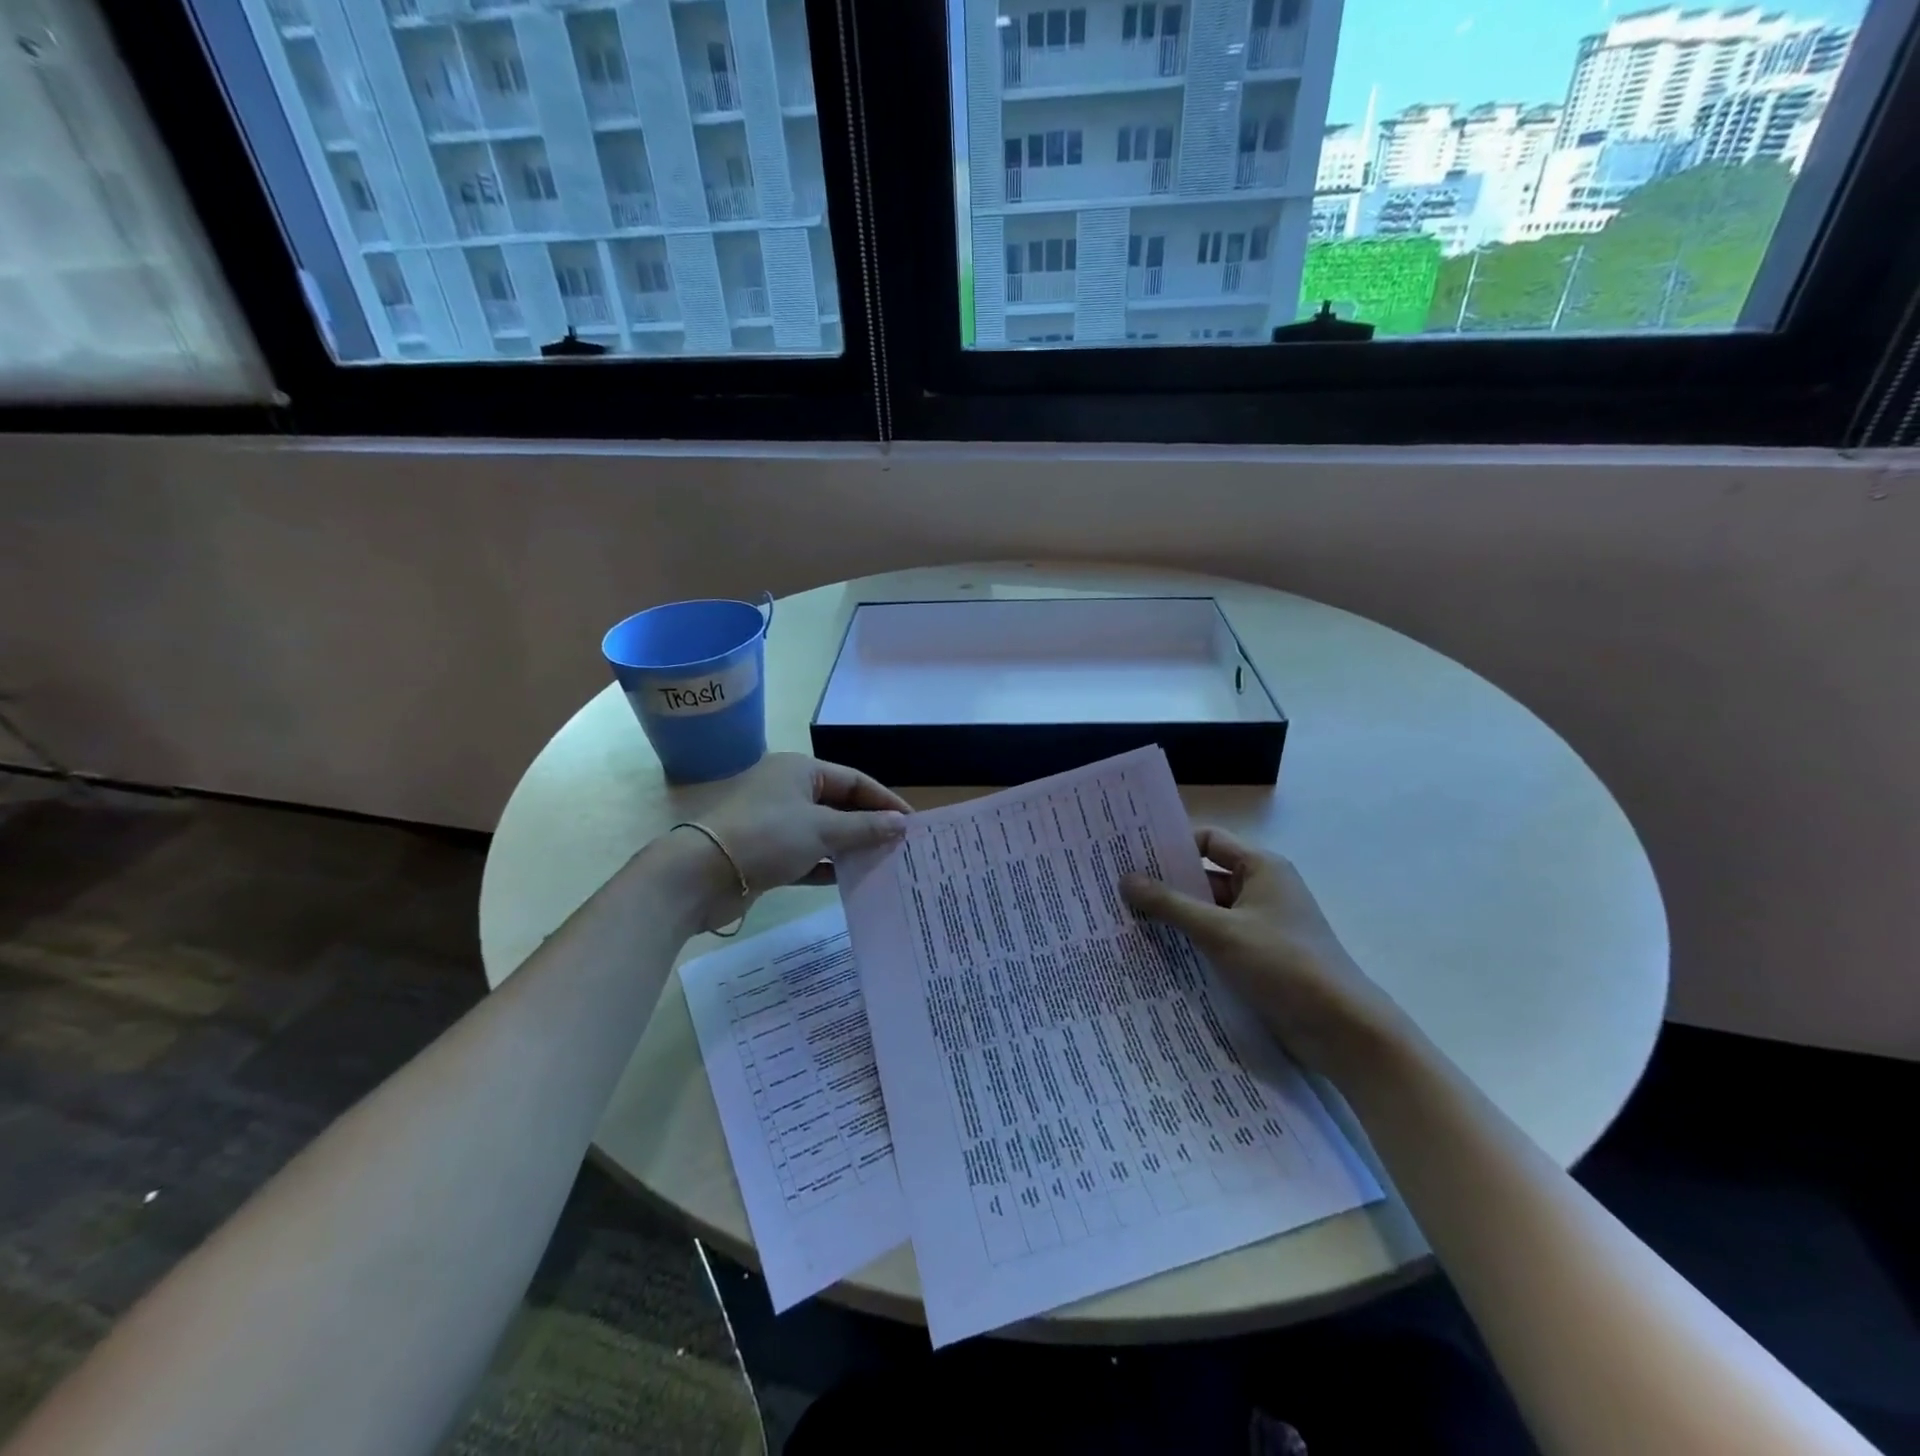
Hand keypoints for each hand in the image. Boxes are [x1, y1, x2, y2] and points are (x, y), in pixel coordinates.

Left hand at [695, 753, 908, 911]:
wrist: (701, 875)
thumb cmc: (767, 837)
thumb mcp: (822, 829)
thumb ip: (864, 827)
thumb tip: (901, 825)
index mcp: (800, 771)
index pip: (854, 780)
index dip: (884, 800)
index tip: (912, 823)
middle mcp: (788, 791)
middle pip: (839, 805)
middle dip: (869, 825)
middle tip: (901, 846)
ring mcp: (775, 823)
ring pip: (824, 832)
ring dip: (850, 847)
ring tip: (883, 864)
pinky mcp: (766, 854)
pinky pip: (807, 856)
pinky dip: (827, 865)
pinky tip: (850, 879)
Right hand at [1121, 828, 1408, 1079]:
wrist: (1343, 1030)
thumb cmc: (1284, 963)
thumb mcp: (1220, 930)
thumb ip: (1171, 904)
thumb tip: (1126, 880)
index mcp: (1262, 868)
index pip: (1209, 841)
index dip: (1172, 844)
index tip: (1131, 853)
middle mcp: (1262, 890)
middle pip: (1205, 877)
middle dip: (1165, 885)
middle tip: (1116, 890)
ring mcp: (1261, 927)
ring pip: (1208, 913)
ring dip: (1175, 918)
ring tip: (1125, 923)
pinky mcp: (1260, 959)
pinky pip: (1217, 941)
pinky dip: (1191, 944)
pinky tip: (1155, 955)